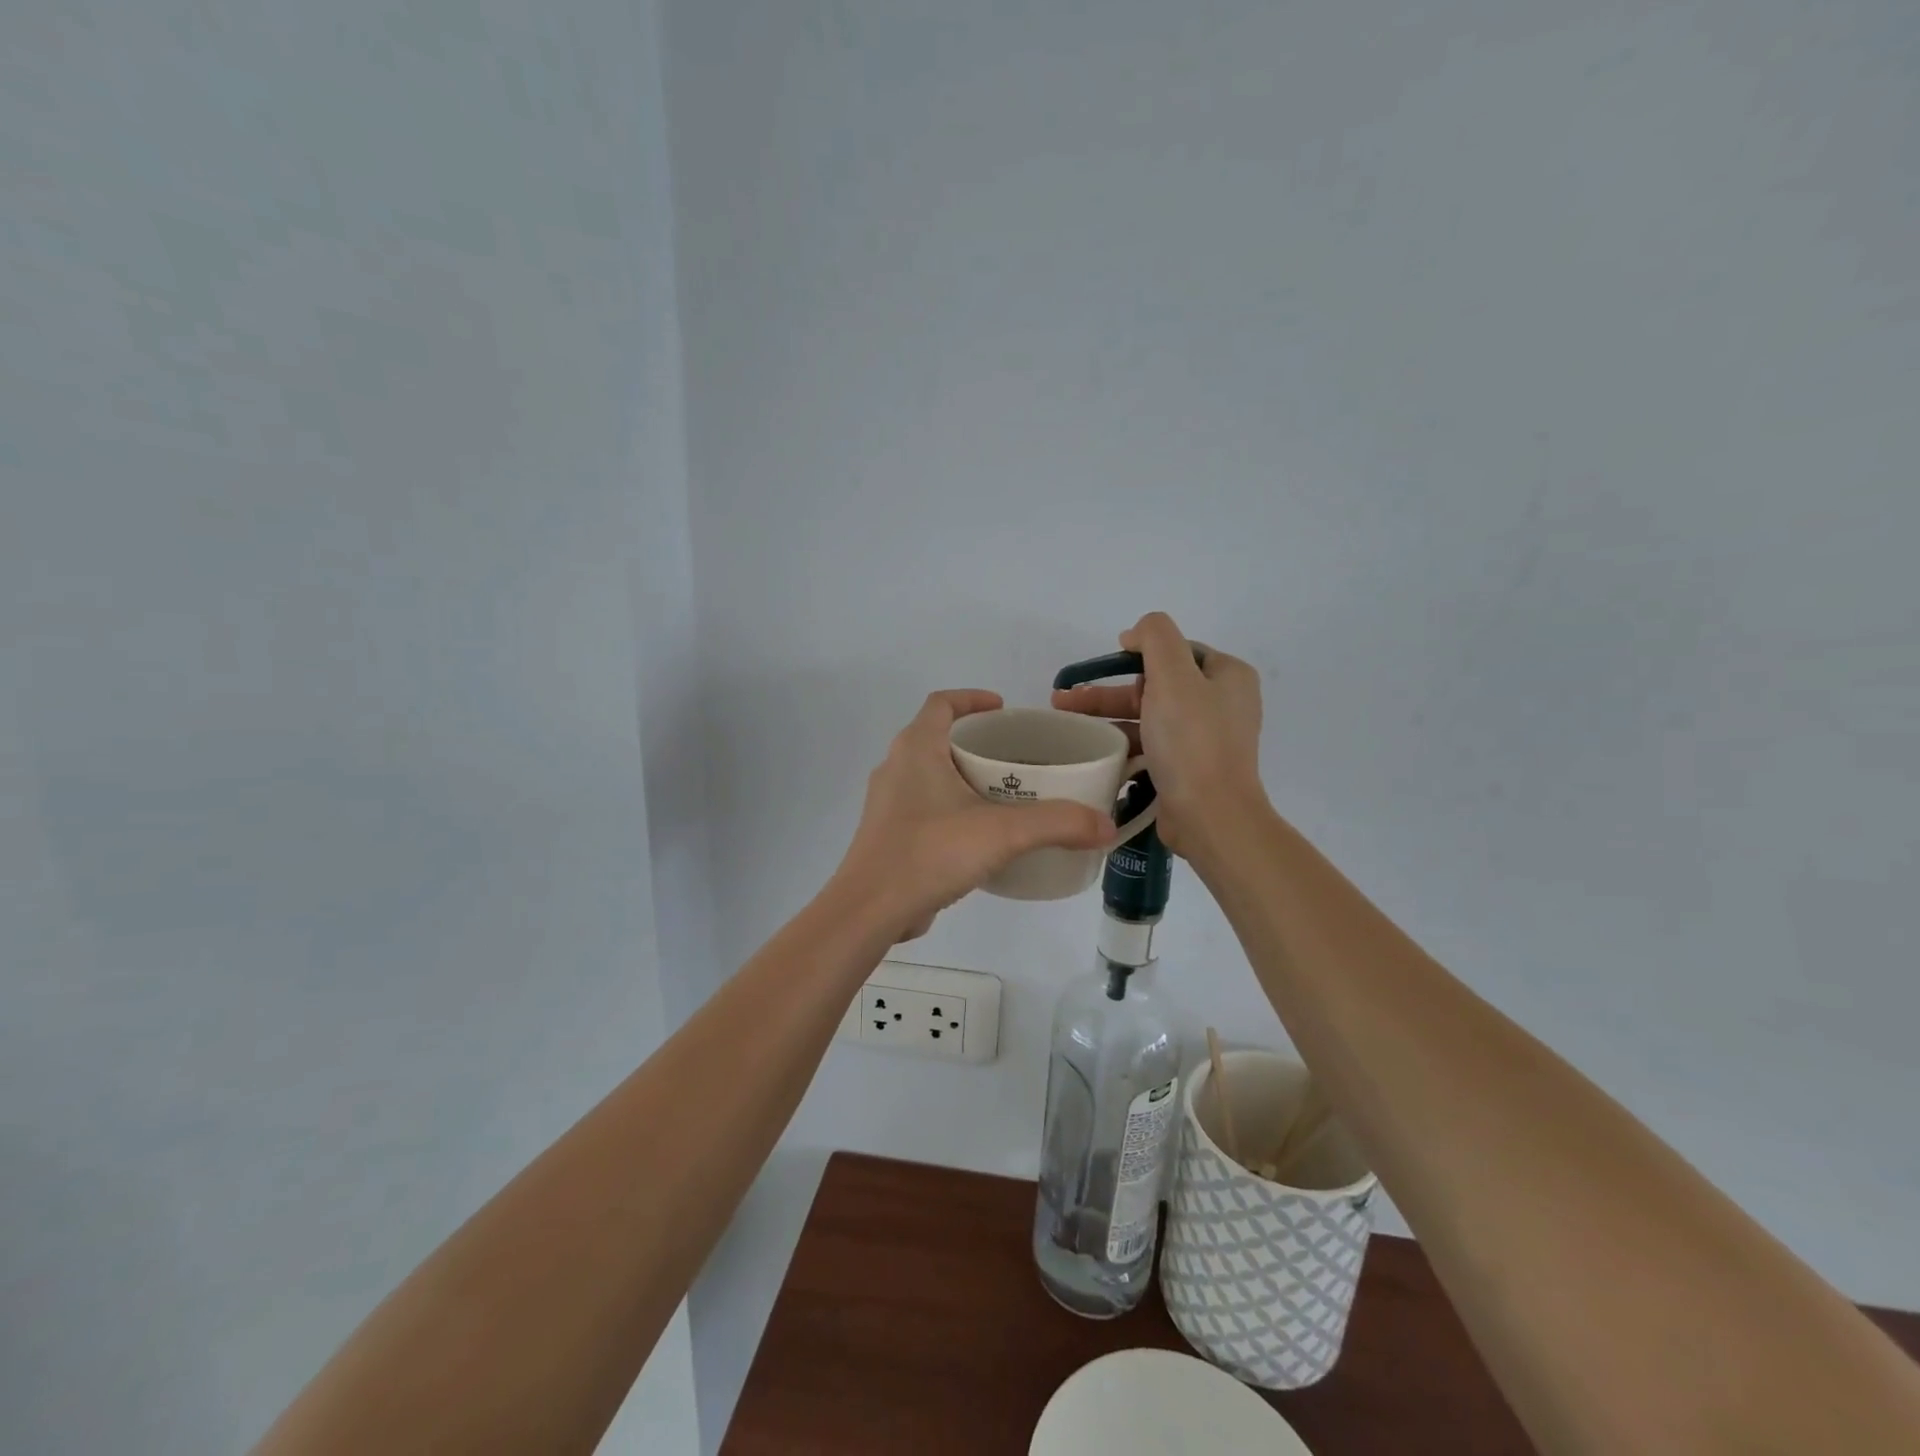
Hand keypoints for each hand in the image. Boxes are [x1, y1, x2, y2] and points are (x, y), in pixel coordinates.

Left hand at [834, 690, 1115, 941]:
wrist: (870, 910)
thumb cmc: (930, 852)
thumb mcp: (1002, 833)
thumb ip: (1057, 824)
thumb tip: (1106, 826)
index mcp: (916, 748)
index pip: (942, 703)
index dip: (972, 699)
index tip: (1003, 709)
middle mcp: (896, 767)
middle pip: (937, 737)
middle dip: (976, 742)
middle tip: (1016, 757)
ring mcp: (888, 803)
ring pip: (930, 775)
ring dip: (963, 777)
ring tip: (1005, 795)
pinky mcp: (888, 835)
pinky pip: (924, 807)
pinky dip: (951, 808)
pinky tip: (979, 835)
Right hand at [1051, 612, 1265, 857]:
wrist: (1210, 816)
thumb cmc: (1192, 741)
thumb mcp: (1173, 675)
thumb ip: (1155, 637)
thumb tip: (1135, 633)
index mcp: (1227, 676)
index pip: (1176, 651)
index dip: (1138, 653)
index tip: (1104, 665)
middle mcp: (1221, 704)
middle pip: (1156, 684)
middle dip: (1109, 690)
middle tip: (1067, 698)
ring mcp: (1204, 739)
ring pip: (1147, 717)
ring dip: (1107, 716)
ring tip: (1065, 722)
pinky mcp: (1188, 769)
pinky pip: (1149, 746)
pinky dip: (1122, 743)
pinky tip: (1092, 749)